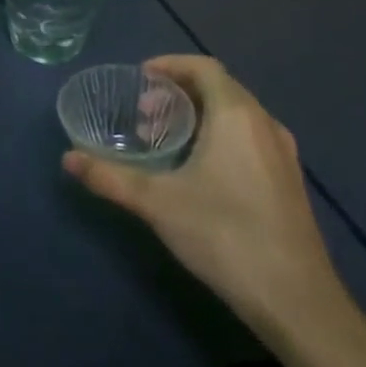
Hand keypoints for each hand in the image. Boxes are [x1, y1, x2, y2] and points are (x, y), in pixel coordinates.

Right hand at [62, 55, 341, 339]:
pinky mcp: (289, 181)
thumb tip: (68, 158)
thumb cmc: (225, 235)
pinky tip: (199, 170)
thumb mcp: (157, 203)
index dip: (170, 65)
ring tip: (166, 141)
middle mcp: (264, 124)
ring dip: (199, 115)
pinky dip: (219, 135)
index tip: (140, 78)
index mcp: (237, 115)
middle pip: (219, 88)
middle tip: (143, 114)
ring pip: (236, 114)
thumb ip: (110, 176)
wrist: (297, 301)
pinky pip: (249, 137)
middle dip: (178, 93)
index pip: (203, 67)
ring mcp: (283, 154)